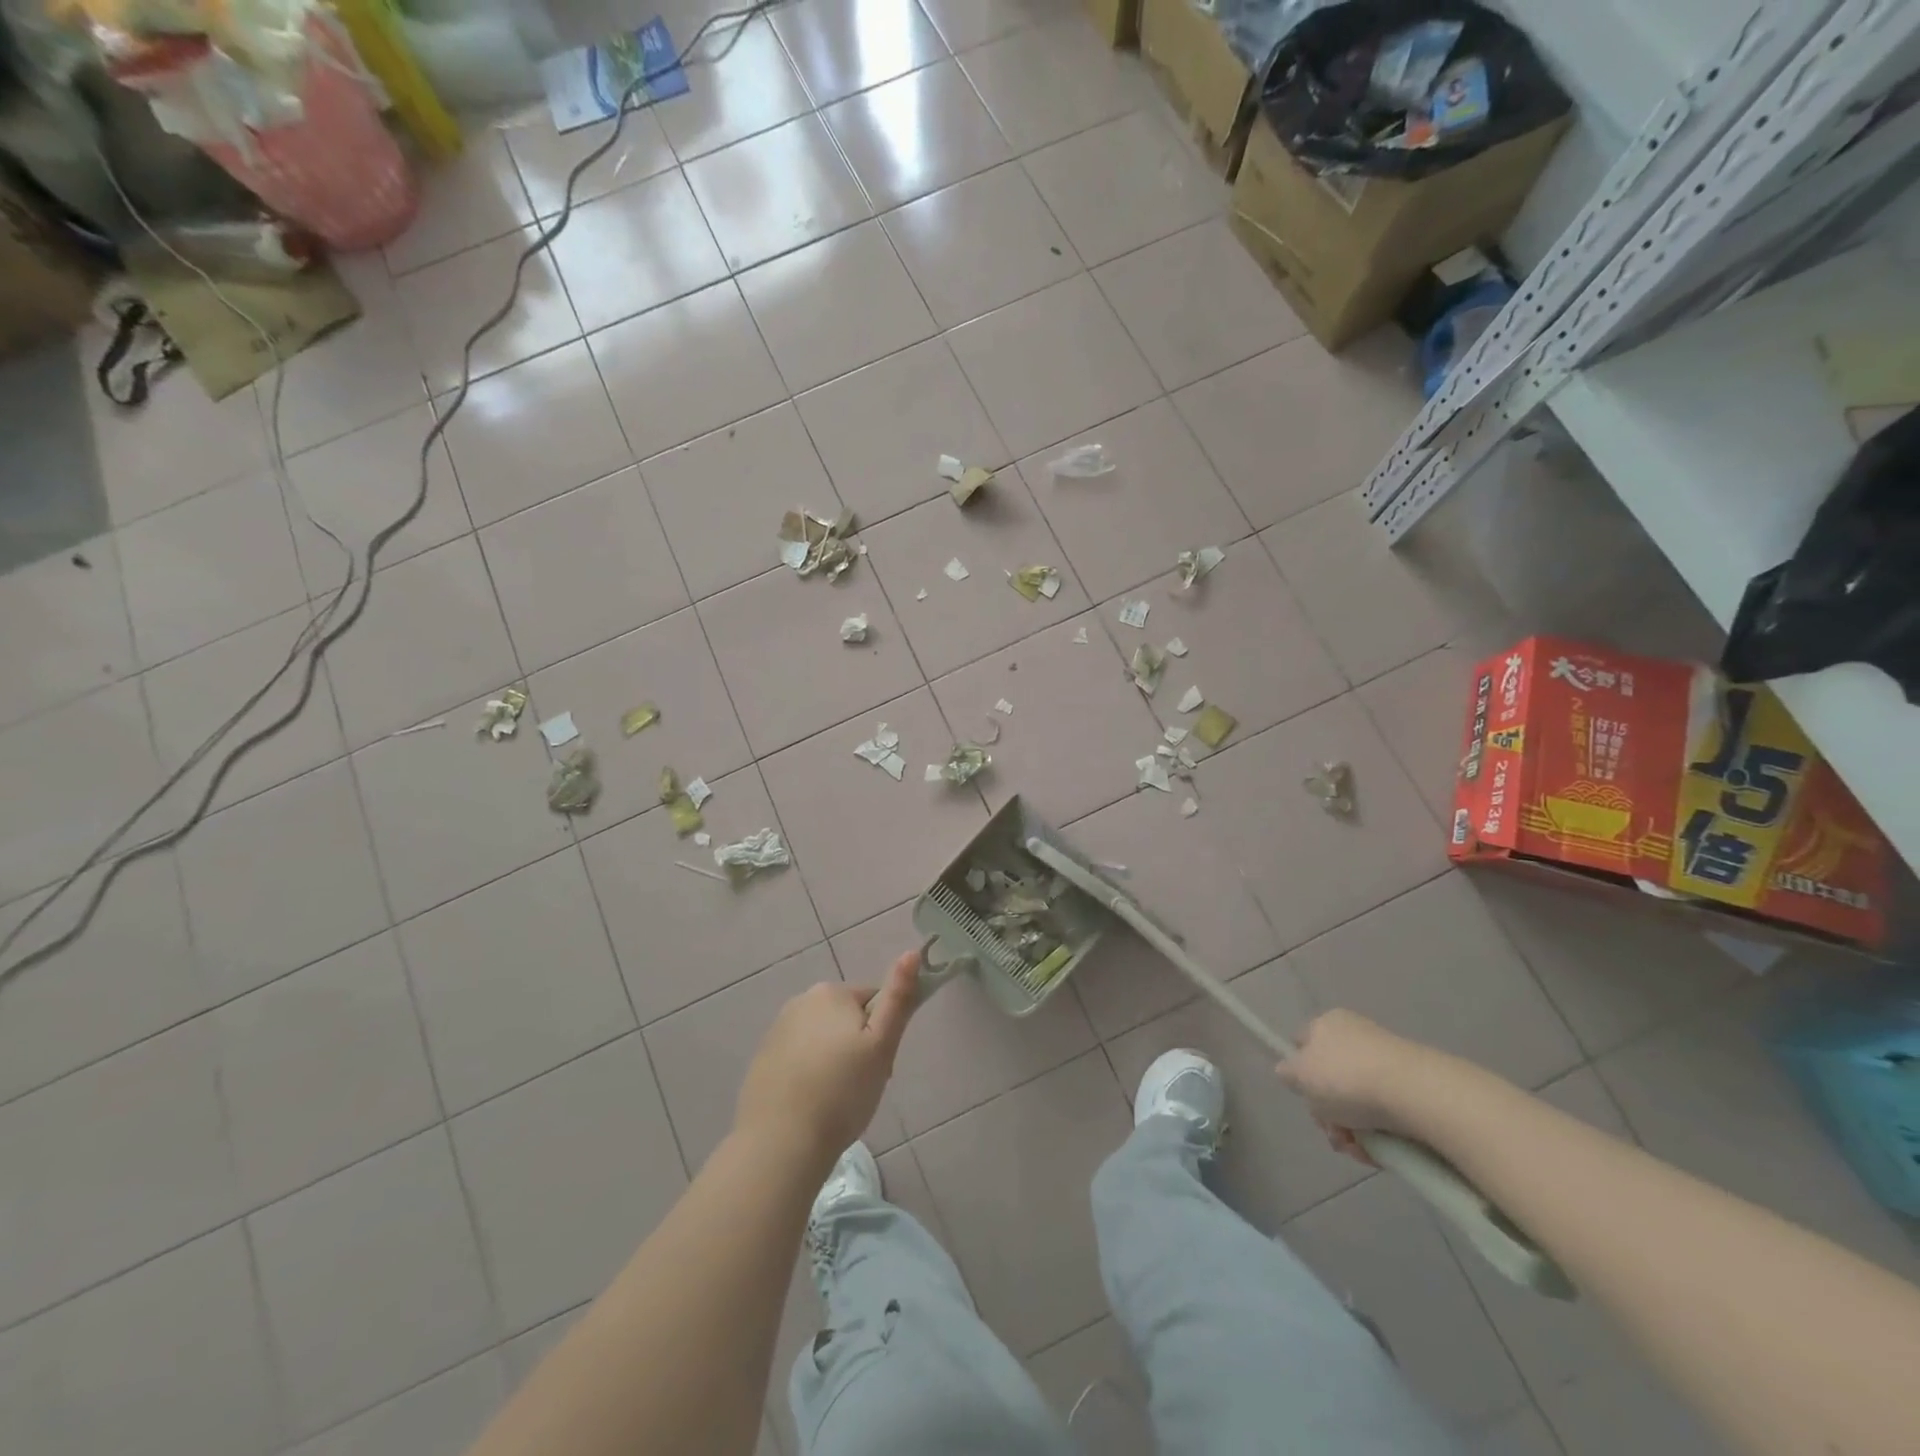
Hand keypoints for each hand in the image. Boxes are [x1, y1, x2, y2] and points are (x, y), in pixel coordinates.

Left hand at [734, 950, 920, 1170]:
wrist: (780, 1143)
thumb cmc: (841, 1092)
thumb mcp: (882, 1045)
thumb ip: (898, 998)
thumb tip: (913, 952)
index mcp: (831, 993)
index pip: (873, 1001)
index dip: (883, 1034)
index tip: (881, 1067)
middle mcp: (800, 1001)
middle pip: (845, 1019)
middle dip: (858, 1047)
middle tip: (862, 1086)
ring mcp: (776, 1031)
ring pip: (822, 1040)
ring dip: (834, 1061)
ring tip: (837, 1101)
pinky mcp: (762, 1060)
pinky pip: (798, 1059)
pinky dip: (809, 1075)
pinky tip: (811, 1105)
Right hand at [1275, 1009, 1431, 1162]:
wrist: (1415, 1093)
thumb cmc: (1346, 1077)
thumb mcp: (1300, 1074)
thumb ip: (1287, 1072)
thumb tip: (1289, 1072)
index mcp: (1327, 1024)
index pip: (1303, 1043)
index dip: (1299, 1071)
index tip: (1305, 1097)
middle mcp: (1356, 1036)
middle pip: (1330, 1079)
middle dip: (1328, 1112)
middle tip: (1333, 1131)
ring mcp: (1387, 1062)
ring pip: (1357, 1102)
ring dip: (1352, 1130)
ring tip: (1358, 1148)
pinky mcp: (1413, 1089)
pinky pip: (1385, 1114)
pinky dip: (1379, 1135)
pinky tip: (1379, 1151)